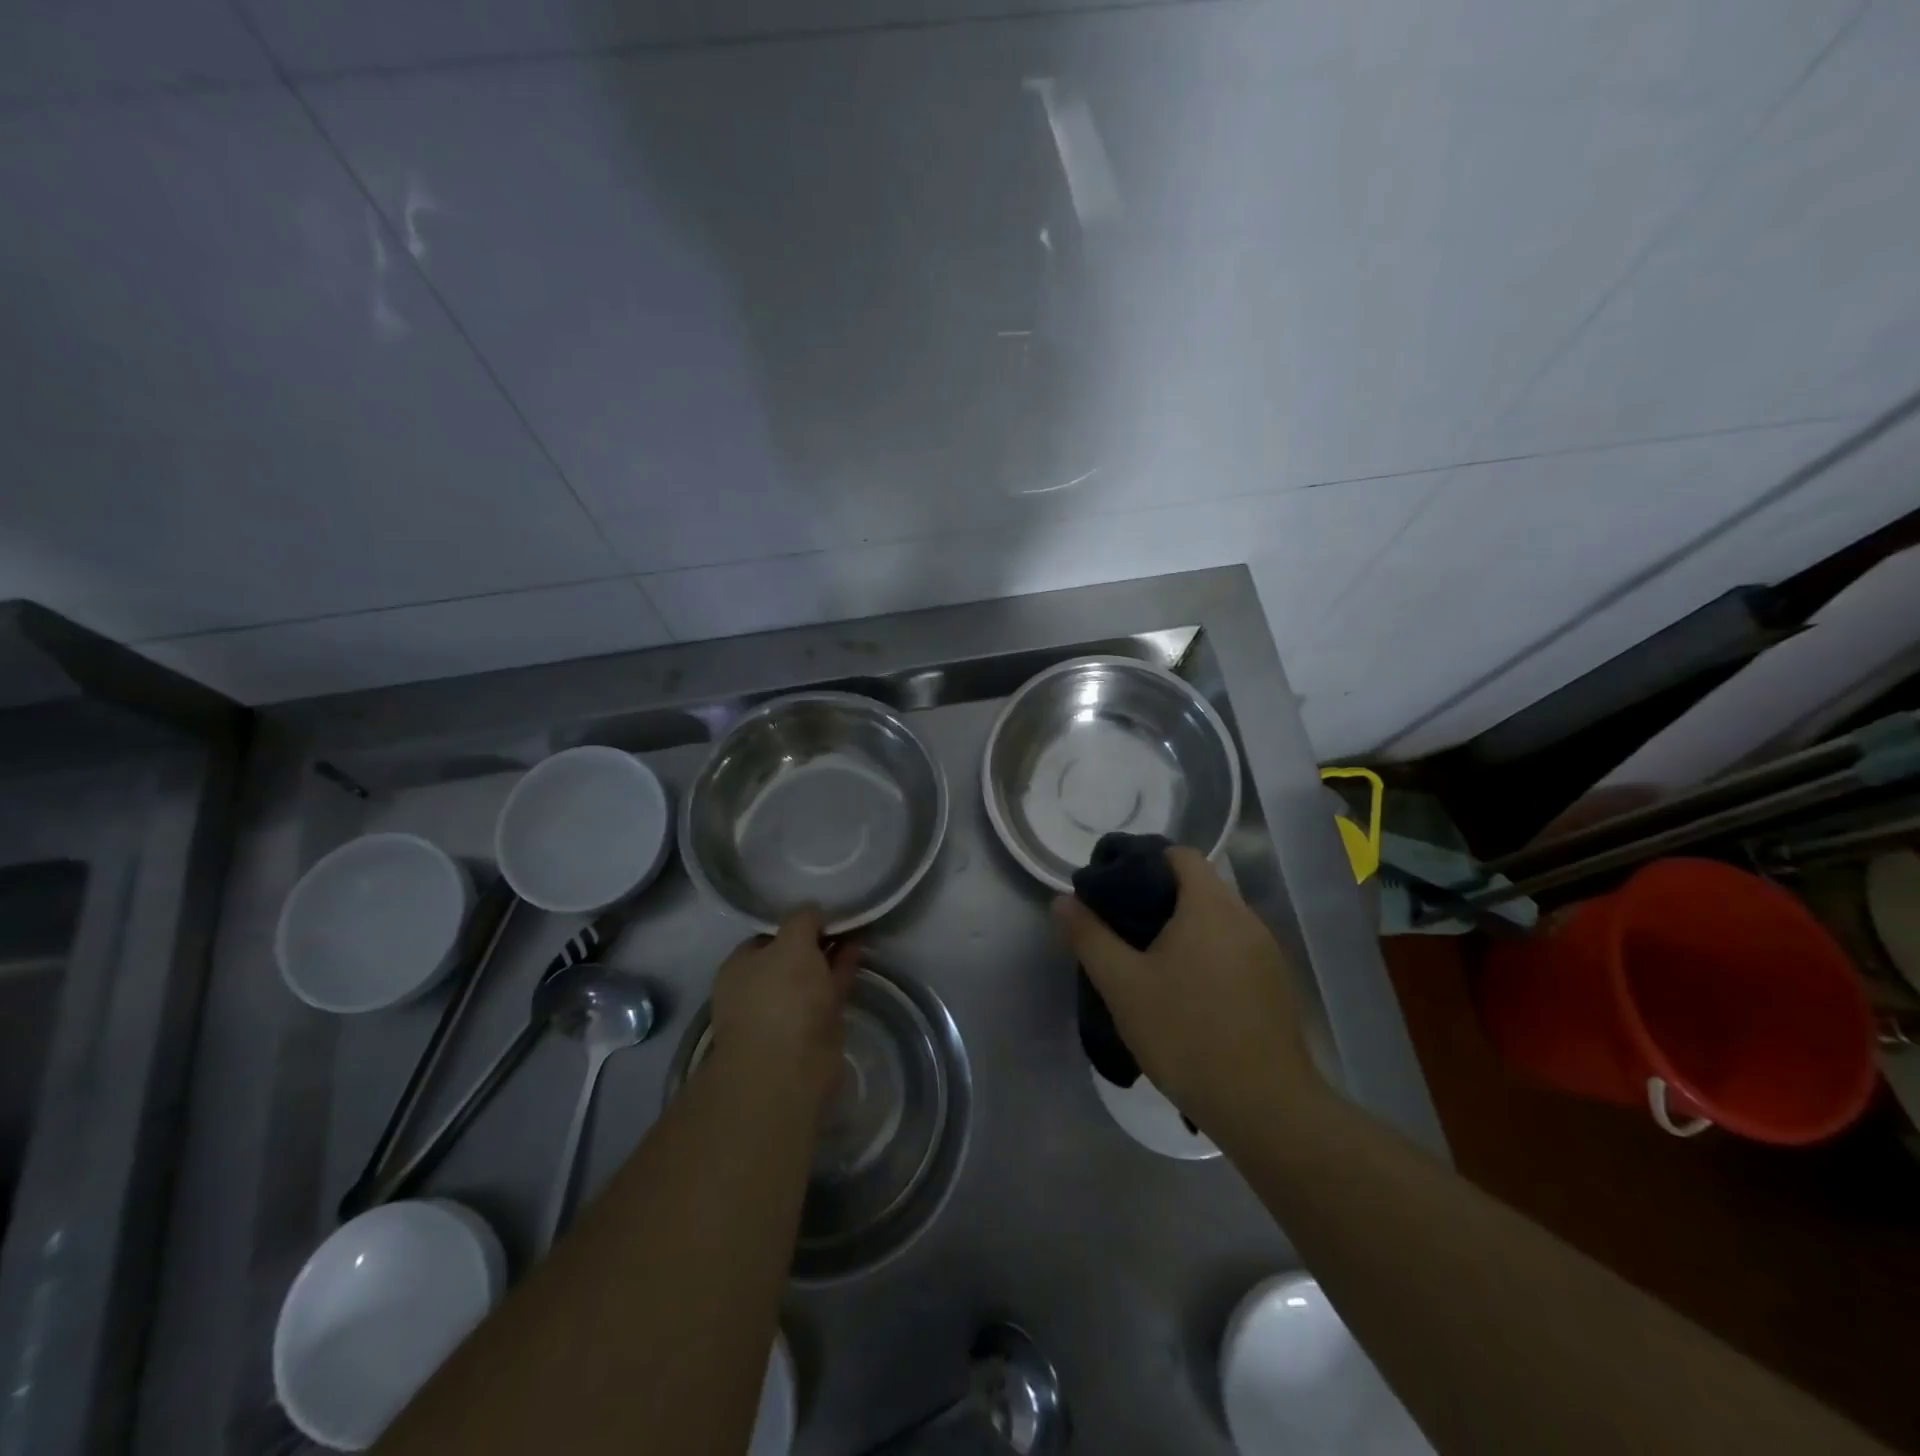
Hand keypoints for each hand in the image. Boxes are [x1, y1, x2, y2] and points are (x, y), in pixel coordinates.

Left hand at [709, 906, 858, 1117]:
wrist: (790, 1067)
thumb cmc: (781, 996)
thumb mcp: (792, 942)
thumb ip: (802, 920)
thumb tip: (812, 910)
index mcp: (739, 968)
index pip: (766, 936)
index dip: (792, 923)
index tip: (818, 911)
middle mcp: (757, 990)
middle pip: (790, 957)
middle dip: (814, 940)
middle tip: (842, 919)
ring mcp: (784, 1013)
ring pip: (811, 976)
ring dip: (831, 956)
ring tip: (857, 931)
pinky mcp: (811, 1031)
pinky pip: (827, 993)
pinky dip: (841, 974)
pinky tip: (858, 955)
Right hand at [1055, 848, 1320, 1133]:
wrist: (1265, 1107)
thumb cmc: (1186, 1034)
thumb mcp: (1123, 986)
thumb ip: (1090, 937)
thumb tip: (1062, 900)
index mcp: (1210, 906)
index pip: (1181, 855)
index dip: (1146, 861)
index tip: (1117, 887)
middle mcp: (1245, 918)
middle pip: (1200, 886)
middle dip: (1161, 898)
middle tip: (1124, 927)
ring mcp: (1267, 952)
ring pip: (1219, 921)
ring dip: (1186, 929)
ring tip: (1152, 961)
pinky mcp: (1276, 985)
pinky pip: (1236, 950)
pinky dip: (1209, 954)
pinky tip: (1189, 993)